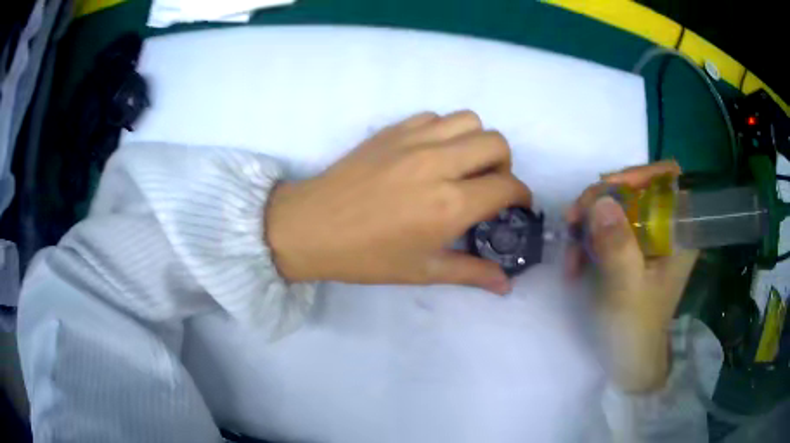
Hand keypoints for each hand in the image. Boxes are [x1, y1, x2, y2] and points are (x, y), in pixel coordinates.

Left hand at [265, 111, 531, 294]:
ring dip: (476, 142)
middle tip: (488, 186)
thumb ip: (471, 273)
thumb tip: (506, 285)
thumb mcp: (422, 270)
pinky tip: (431, 154)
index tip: (516, 207)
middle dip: (505, 165)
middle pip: (496, 142)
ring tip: (462, 165)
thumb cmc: (366, 256)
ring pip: (469, 120)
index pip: (507, 186)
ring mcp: (413, 140)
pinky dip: (444, 132)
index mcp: (449, 204)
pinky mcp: (392, 130)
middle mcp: (438, 163)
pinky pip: (434, 117)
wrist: (311, 227)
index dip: (521, 196)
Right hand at [565, 161, 698, 392]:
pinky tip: (574, 263)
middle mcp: (665, 228)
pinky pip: (606, 227)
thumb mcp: (626, 290)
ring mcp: (646, 238)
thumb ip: (618, 246)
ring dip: (588, 223)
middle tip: (574, 218)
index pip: (669, 179)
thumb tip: (601, 200)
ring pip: (616, 207)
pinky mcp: (630, 249)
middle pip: (635, 189)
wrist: (628, 360)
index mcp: (679, 233)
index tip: (608, 188)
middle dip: (602, 200)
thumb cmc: (635, 329)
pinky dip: (587, 240)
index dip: (640, 174)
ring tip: (570, 254)